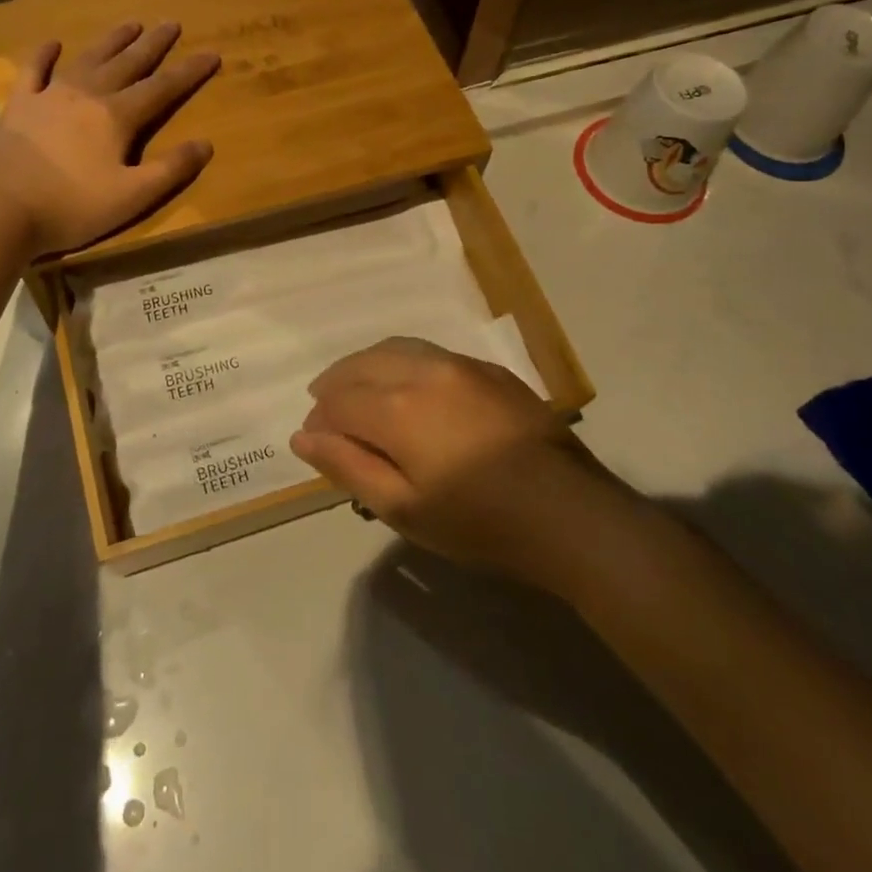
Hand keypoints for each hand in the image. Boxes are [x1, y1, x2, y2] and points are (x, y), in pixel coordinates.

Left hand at [0, 22, 219, 257]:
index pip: (162, 88)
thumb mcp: (132, 197)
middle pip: (128, 63)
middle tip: (171, 23)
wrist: (2, 212)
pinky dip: (44, 54)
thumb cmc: (72, 208)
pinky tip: (53, 43)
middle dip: (153, 44)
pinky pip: (34, 70)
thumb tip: (206, 144)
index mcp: (117, 117)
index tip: (211, 54)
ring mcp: (49, 95)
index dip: (189, 72)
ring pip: (88, 58)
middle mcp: (87, 95)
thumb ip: (170, 169)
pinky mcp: (19, 104)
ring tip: (131, 23)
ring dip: (112, 40)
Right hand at [290, 337, 612, 589]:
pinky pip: (430, 353)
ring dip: (366, 365)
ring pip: (396, 349)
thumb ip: (348, 467)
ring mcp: (459, 364)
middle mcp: (423, 372)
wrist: (568, 512)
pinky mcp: (488, 370)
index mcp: (396, 408)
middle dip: (336, 383)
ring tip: (357, 388)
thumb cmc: (479, 522)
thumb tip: (303, 436)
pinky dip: (402, 362)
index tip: (314, 438)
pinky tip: (406, 384)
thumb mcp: (404, 509)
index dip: (320, 418)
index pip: (339, 400)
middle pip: (362, 364)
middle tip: (324, 406)